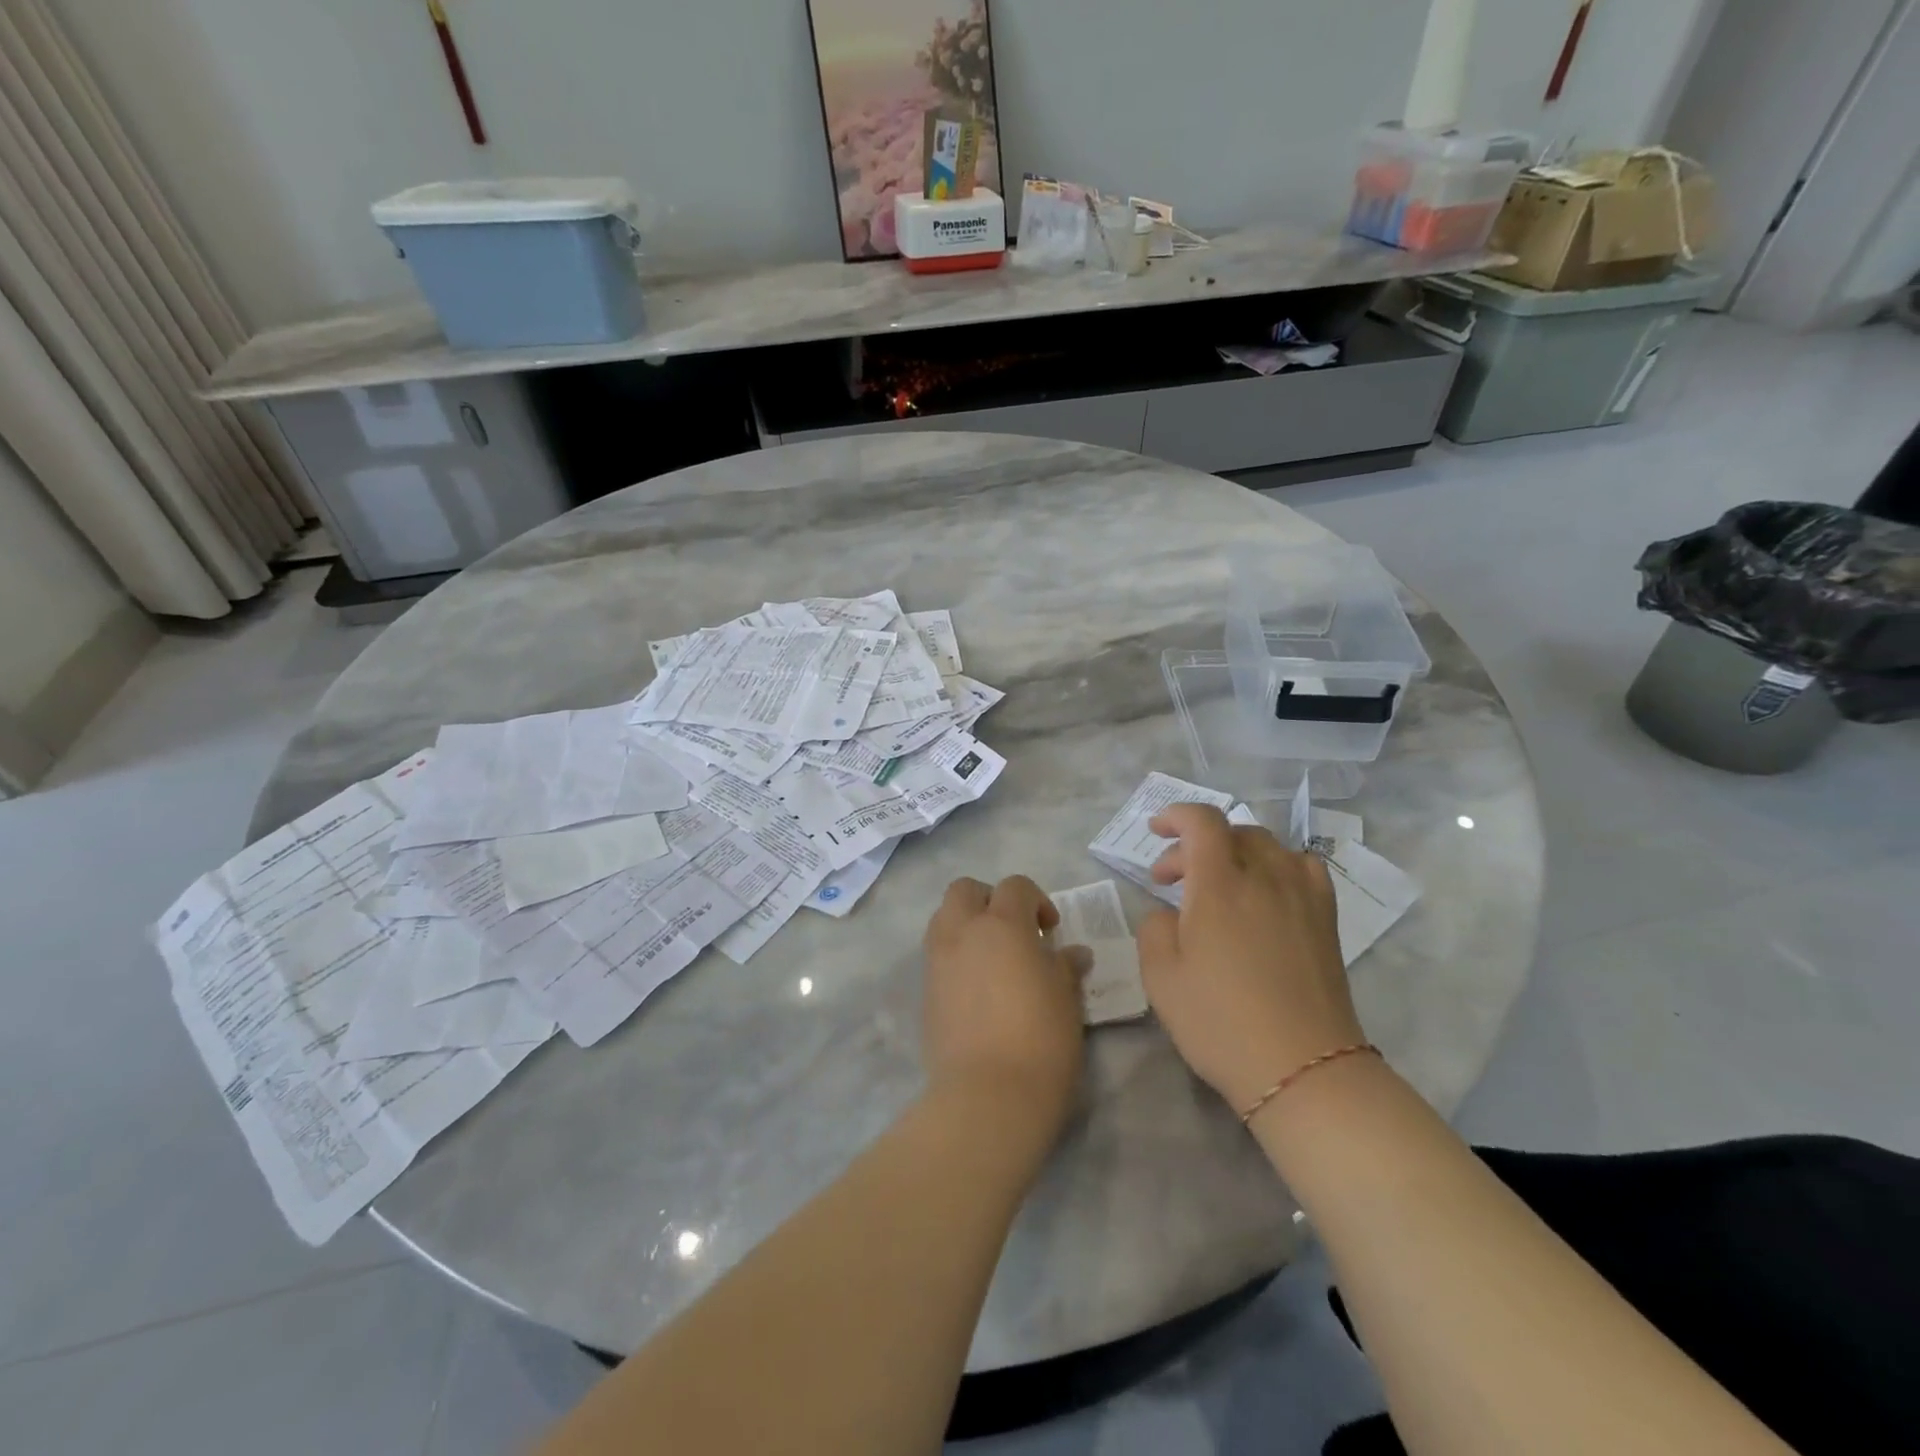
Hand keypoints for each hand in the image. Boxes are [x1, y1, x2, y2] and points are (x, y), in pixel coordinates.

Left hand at [922, 876, 1090, 1134]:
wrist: (989, 1096)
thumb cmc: (1041, 1040)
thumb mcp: (1066, 999)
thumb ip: (1065, 966)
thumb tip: (1073, 953)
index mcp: (1002, 925)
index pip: (1015, 886)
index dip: (1036, 900)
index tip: (1050, 930)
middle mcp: (963, 932)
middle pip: (965, 890)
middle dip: (988, 899)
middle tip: (1014, 931)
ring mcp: (938, 961)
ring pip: (943, 918)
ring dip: (966, 924)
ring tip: (992, 957)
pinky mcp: (925, 991)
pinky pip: (937, 954)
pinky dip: (954, 955)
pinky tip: (977, 987)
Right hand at [1136, 804, 1361, 1113]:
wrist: (1303, 1069)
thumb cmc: (1220, 1022)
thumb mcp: (1161, 977)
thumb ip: (1154, 929)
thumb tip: (1169, 914)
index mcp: (1220, 885)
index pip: (1203, 821)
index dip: (1176, 815)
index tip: (1155, 830)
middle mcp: (1266, 877)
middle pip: (1233, 832)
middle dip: (1195, 845)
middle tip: (1171, 880)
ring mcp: (1302, 896)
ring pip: (1269, 846)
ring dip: (1235, 852)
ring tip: (1220, 884)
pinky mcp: (1326, 920)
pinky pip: (1303, 868)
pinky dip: (1277, 867)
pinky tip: (1267, 894)